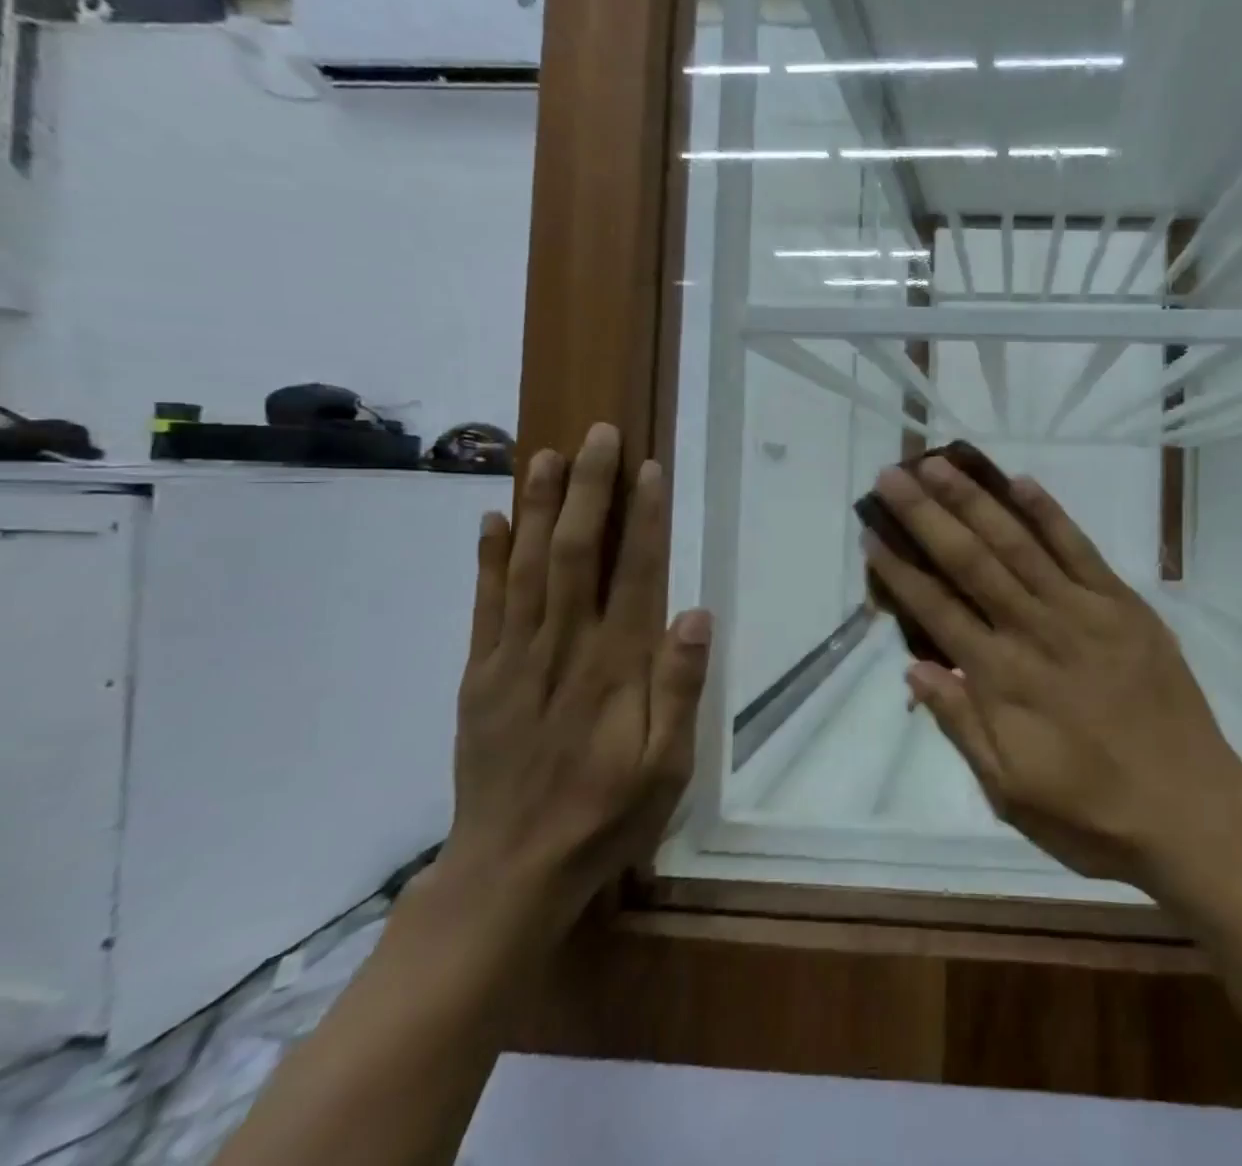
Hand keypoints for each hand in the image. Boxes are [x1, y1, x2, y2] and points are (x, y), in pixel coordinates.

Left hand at [437, 423, 710, 938]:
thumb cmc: (607, 814)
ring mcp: (511, 660)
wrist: (510, 872)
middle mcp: (562, 648)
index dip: (643, 518)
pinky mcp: (478, 677)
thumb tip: (697, 613)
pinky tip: (491, 520)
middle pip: (575, 553)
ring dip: (536, 507)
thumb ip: (681, 687)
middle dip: (587, 490)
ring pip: (525, 567)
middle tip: (597, 435)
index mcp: (615, 667)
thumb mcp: (669, 766)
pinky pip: (482, 607)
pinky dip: (486, 560)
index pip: (635, 574)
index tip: (647, 469)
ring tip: (545, 455)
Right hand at [862, 457, 1241, 887]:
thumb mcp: (1010, 793)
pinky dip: (1050, 514)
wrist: (1193, 811)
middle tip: (892, 475)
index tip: (872, 536)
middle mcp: (1035, 631)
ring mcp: (1083, 611)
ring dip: (976, 500)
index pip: (937, 610)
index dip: (901, 571)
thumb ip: (961, 725)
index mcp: (1002, 680)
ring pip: (1019, 543)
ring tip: (941, 464)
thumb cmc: (1093, 814)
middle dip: (927, 515)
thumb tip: (914, 669)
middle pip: (971, 561)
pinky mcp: (1124, 605)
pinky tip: (1021, 482)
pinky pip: (1081, 549)